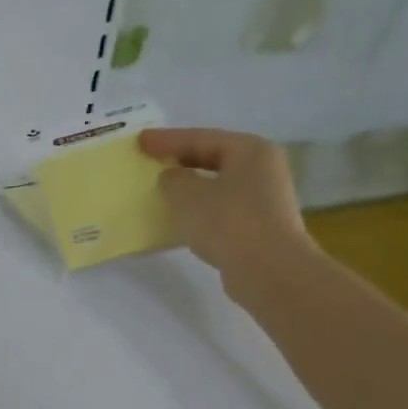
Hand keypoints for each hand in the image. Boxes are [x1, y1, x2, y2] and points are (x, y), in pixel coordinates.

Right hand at [139, 127, 314, 293]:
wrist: (268, 270)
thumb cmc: (228, 221)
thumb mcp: (188, 195)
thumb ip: (173, 180)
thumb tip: (172, 178)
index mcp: (250, 150)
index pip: (201, 138)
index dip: (167, 139)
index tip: (140, 141)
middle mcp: (262, 169)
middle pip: (213, 158)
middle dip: (180, 161)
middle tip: (150, 161)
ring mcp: (263, 199)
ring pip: (216, 185)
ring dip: (188, 188)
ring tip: (160, 190)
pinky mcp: (258, 226)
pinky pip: (220, 209)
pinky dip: (198, 210)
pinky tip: (177, 219)